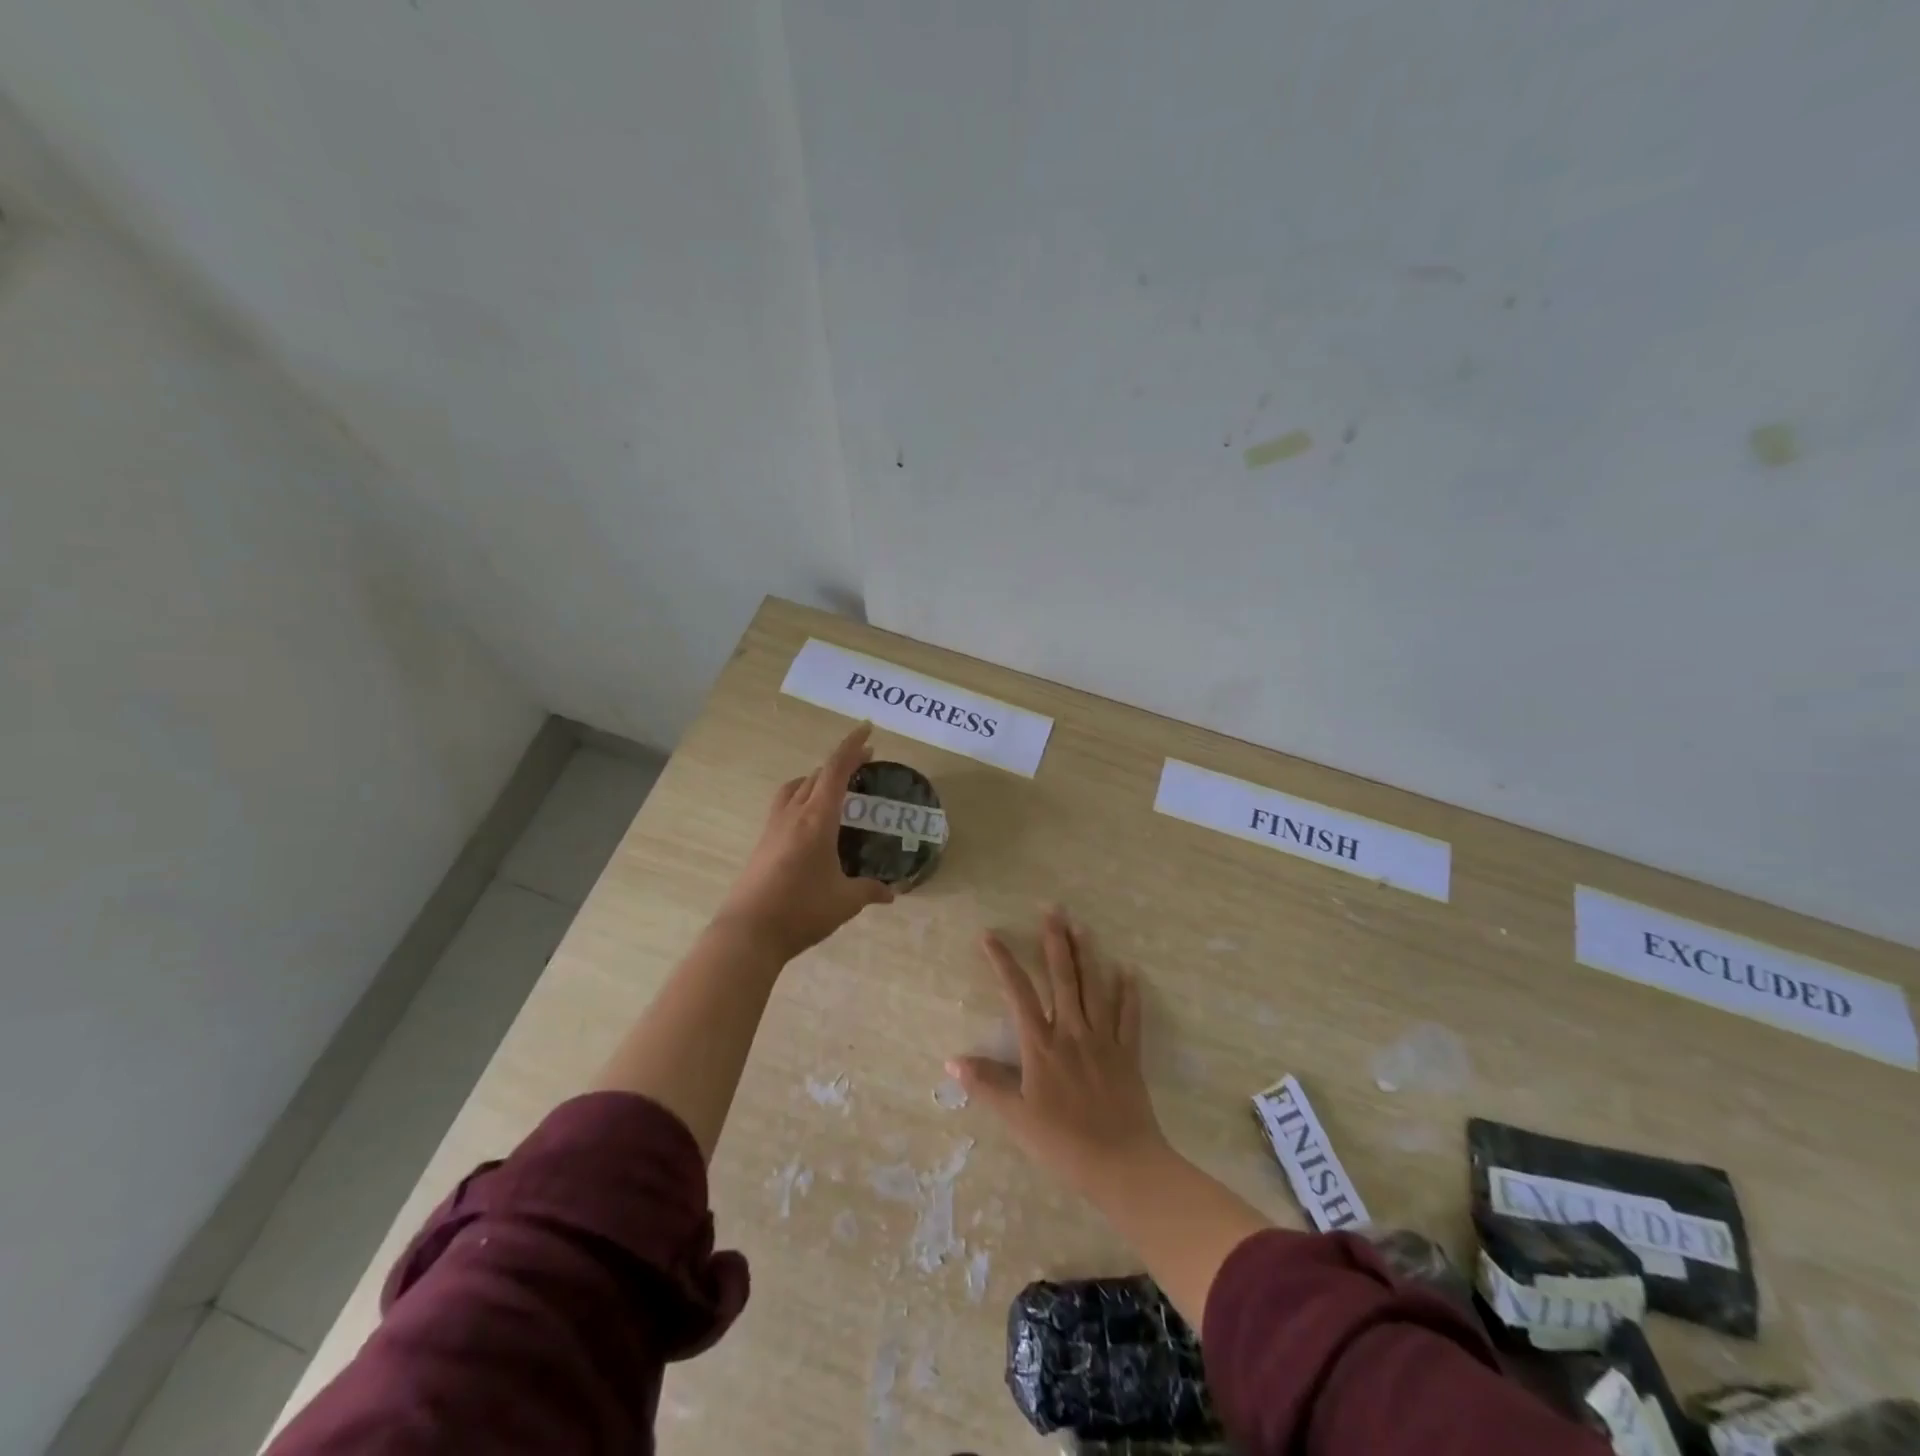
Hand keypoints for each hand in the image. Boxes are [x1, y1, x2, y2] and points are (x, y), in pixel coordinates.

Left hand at [714, 722, 893, 960]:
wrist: (748, 933)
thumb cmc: (801, 911)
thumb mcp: (844, 901)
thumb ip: (869, 891)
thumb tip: (891, 893)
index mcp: (817, 819)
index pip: (836, 770)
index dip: (852, 747)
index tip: (867, 729)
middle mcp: (794, 814)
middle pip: (816, 775)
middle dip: (840, 763)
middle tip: (863, 763)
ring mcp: (773, 827)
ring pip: (795, 787)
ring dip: (815, 778)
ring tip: (833, 788)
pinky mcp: (763, 843)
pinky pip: (784, 805)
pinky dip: (801, 797)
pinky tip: (810, 820)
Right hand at [949, 908, 1167, 1196]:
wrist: (1121, 1164)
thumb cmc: (1062, 1142)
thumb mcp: (1017, 1118)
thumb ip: (986, 1085)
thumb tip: (951, 1060)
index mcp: (1041, 1045)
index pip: (1018, 992)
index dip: (1003, 961)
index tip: (989, 934)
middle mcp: (1072, 1031)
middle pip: (1062, 977)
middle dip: (1055, 941)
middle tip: (1052, 909)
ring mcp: (1103, 1040)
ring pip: (1095, 987)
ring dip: (1088, 955)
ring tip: (1082, 926)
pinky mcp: (1128, 1054)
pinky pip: (1130, 1017)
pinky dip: (1129, 993)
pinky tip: (1128, 971)